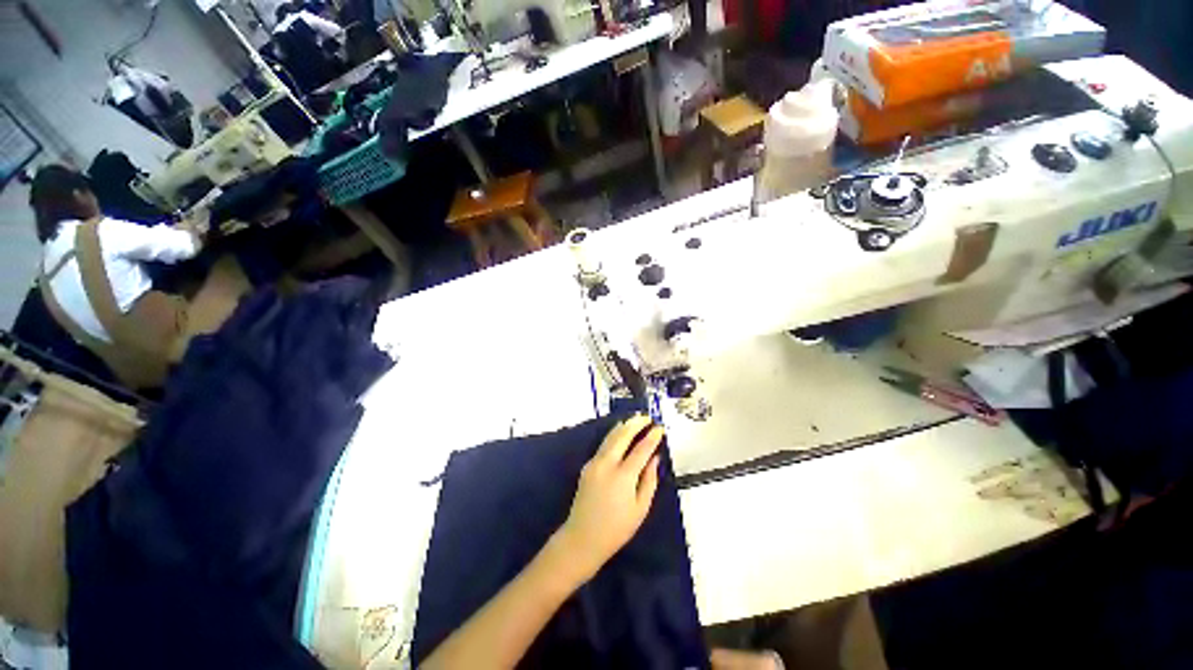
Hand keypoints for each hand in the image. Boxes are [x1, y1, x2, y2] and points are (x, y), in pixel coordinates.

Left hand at [553, 415, 662, 583]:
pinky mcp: (588, 465)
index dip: (652, 437)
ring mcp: (594, 463)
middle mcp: (607, 464)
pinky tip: (621, 433)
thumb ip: (649, 481)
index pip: (641, 450)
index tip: (660, 428)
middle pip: (622, 435)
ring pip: (610, 437)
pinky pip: (604, 445)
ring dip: (624, 426)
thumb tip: (655, 458)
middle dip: (635, 424)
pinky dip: (614, 435)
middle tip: (647, 417)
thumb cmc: (616, 528)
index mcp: (623, 477)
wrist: (582, 538)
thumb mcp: (640, 509)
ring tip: (635, 419)